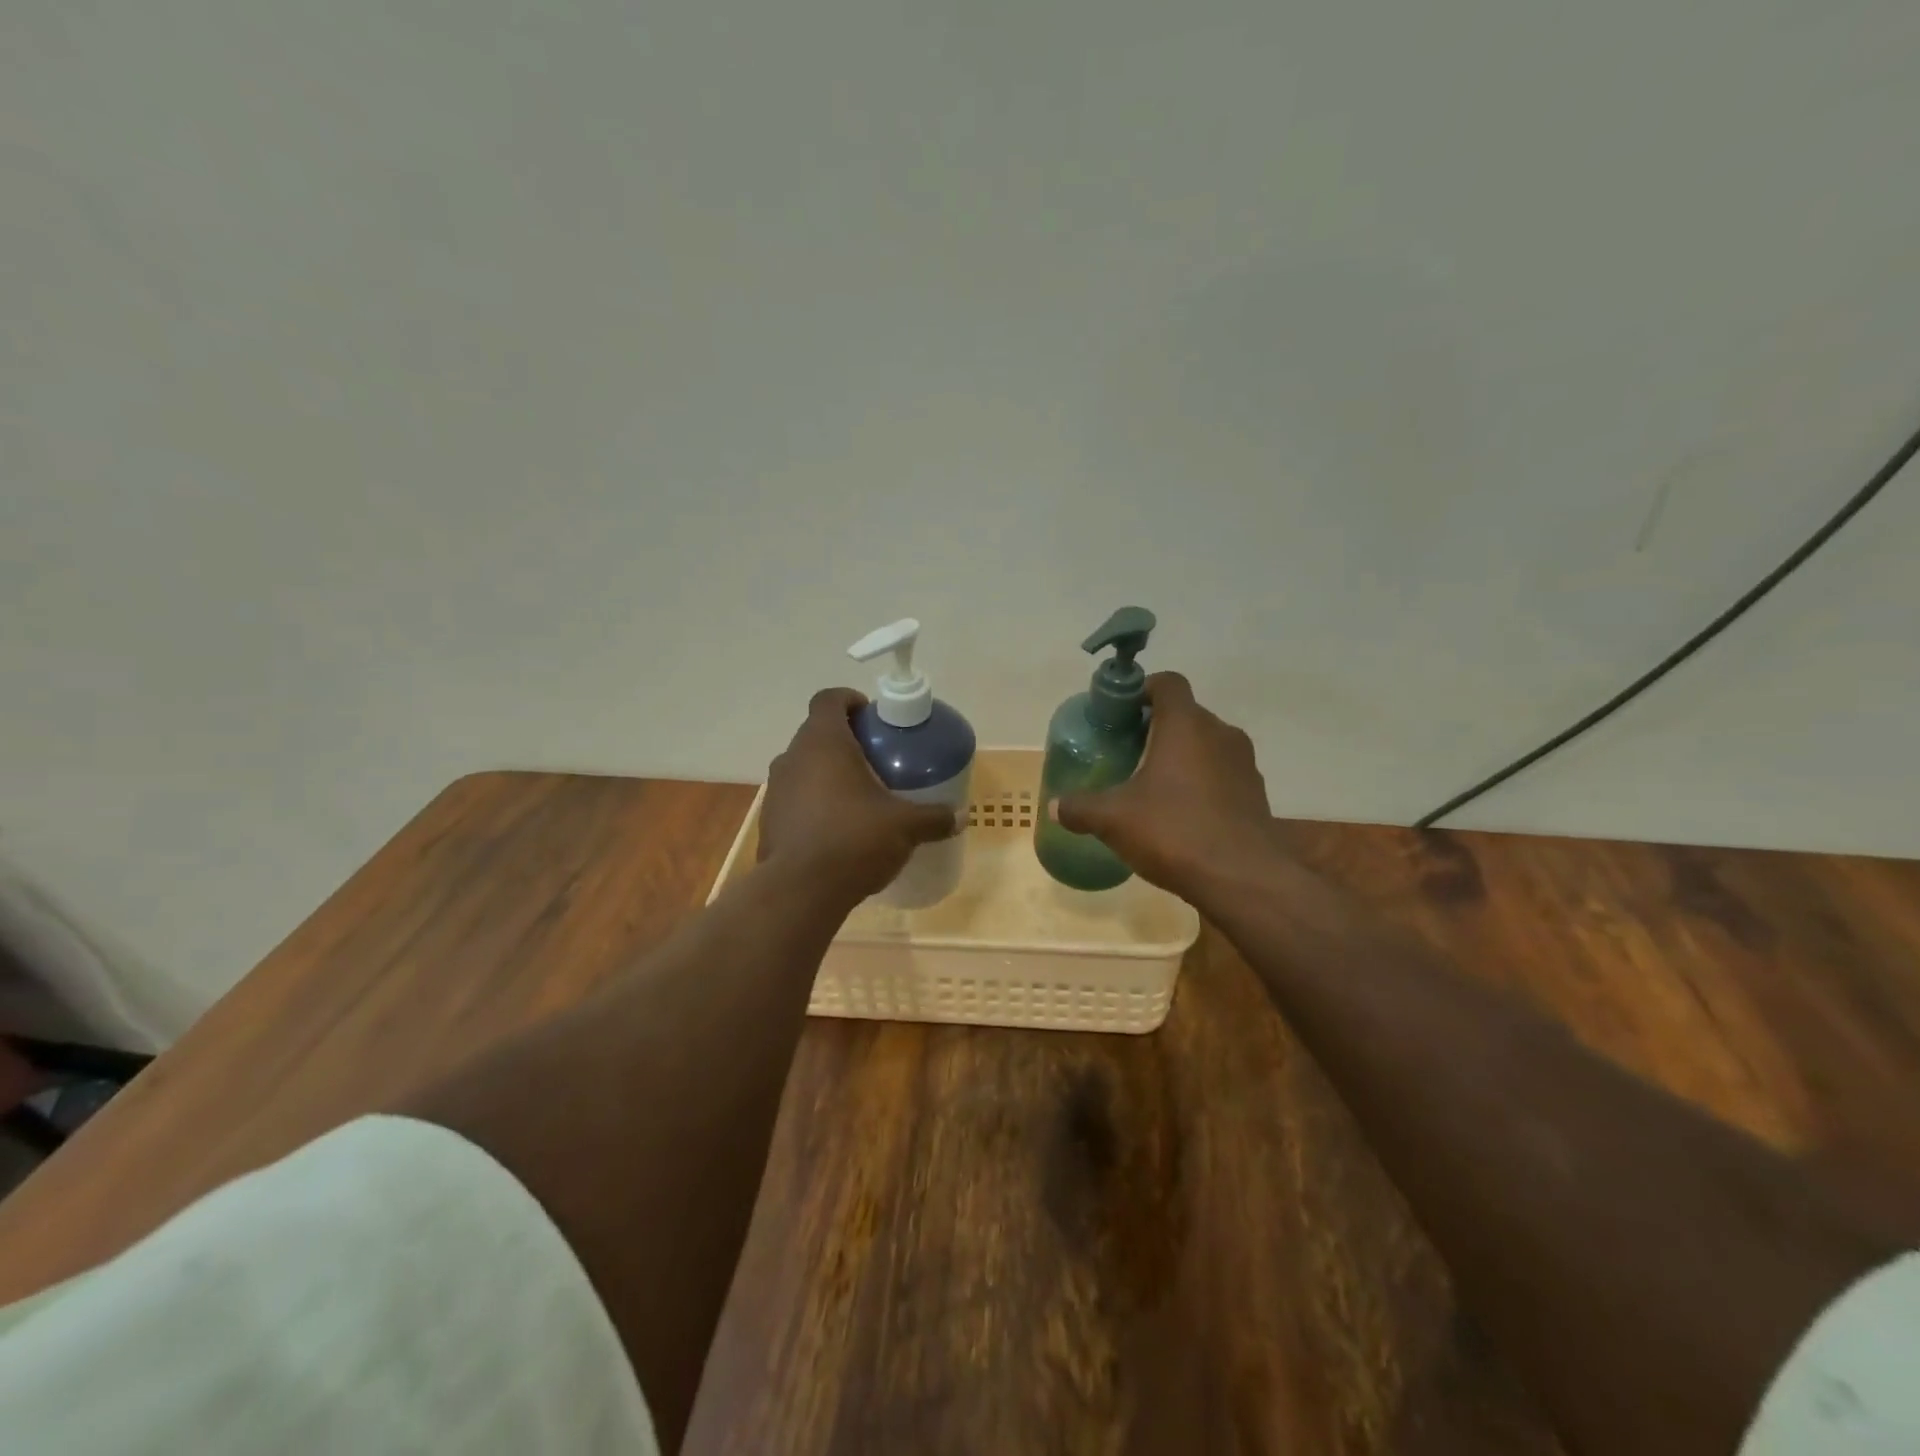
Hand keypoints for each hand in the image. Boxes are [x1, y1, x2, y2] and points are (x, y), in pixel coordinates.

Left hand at [759, 688, 957, 901]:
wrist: (800, 891)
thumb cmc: (853, 839)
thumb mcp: (904, 826)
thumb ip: (933, 818)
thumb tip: (958, 817)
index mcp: (823, 743)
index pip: (829, 699)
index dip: (849, 700)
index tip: (871, 715)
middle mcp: (793, 757)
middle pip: (817, 733)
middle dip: (845, 740)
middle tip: (876, 759)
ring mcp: (776, 790)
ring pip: (804, 767)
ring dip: (828, 773)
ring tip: (859, 796)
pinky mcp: (770, 821)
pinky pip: (796, 798)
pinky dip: (815, 802)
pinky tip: (839, 828)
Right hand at [1055, 673, 1276, 901]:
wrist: (1243, 880)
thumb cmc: (1174, 831)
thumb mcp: (1113, 820)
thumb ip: (1080, 808)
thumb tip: (1054, 806)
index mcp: (1186, 724)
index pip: (1167, 683)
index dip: (1142, 690)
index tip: (1120, 714)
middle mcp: (1220, 733)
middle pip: (1186, 714)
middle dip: (1156, 728)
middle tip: (1128, 753)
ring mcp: (1244, 764)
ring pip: (1207, 745)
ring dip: (1181, 757)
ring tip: (1153, 787)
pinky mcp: (1256, 794)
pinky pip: (1222, 775)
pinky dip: (1202, 784)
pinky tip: (1181, 815)